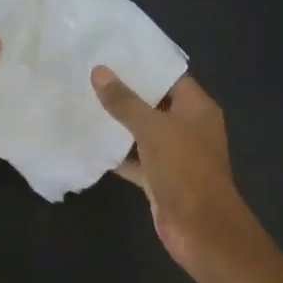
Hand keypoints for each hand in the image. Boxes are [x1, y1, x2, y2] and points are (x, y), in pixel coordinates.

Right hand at [91, 67, 259, 275]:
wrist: (200, 229)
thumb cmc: (184, 169)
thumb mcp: (153, 129)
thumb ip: (125, 101)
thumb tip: (99, 71)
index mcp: (197, 108)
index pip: (169, 77)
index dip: (143, 65)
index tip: (111, 53)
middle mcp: (188, 128)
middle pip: (154, 103)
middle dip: (125, 93)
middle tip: (89, 75)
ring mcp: (174, 155)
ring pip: (142, 133)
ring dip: (118, 124)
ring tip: (82, 102)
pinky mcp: (160, 178)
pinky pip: (136, 159)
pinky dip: (117, 154)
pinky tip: (89, 142)